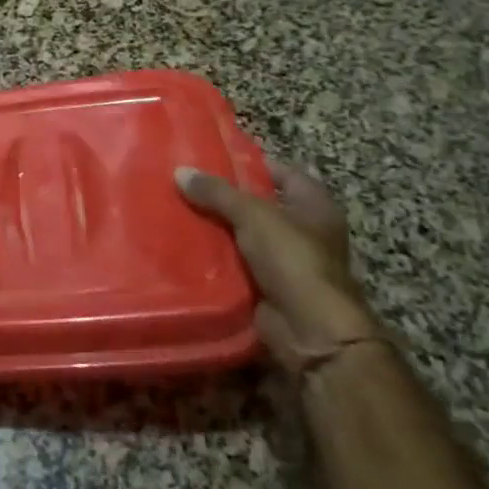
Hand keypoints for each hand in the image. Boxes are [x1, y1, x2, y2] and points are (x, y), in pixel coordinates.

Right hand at [176, 161, 380, 375]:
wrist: (310, 331)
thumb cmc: (294, 260)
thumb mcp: (253, 215)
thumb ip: (217, 192)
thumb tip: (180, 171)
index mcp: (313, 205)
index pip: (281, 172)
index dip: (250, 163)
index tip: (212, 156)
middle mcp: (303, 230)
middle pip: (257, 203)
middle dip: (223, 196)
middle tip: (184, 181)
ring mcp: (285, 260)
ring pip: (242, 234)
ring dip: (215, 227)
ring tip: (175, 207)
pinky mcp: (266, 286)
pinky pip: (234, 263)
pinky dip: (214, 256)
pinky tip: (183, 243)